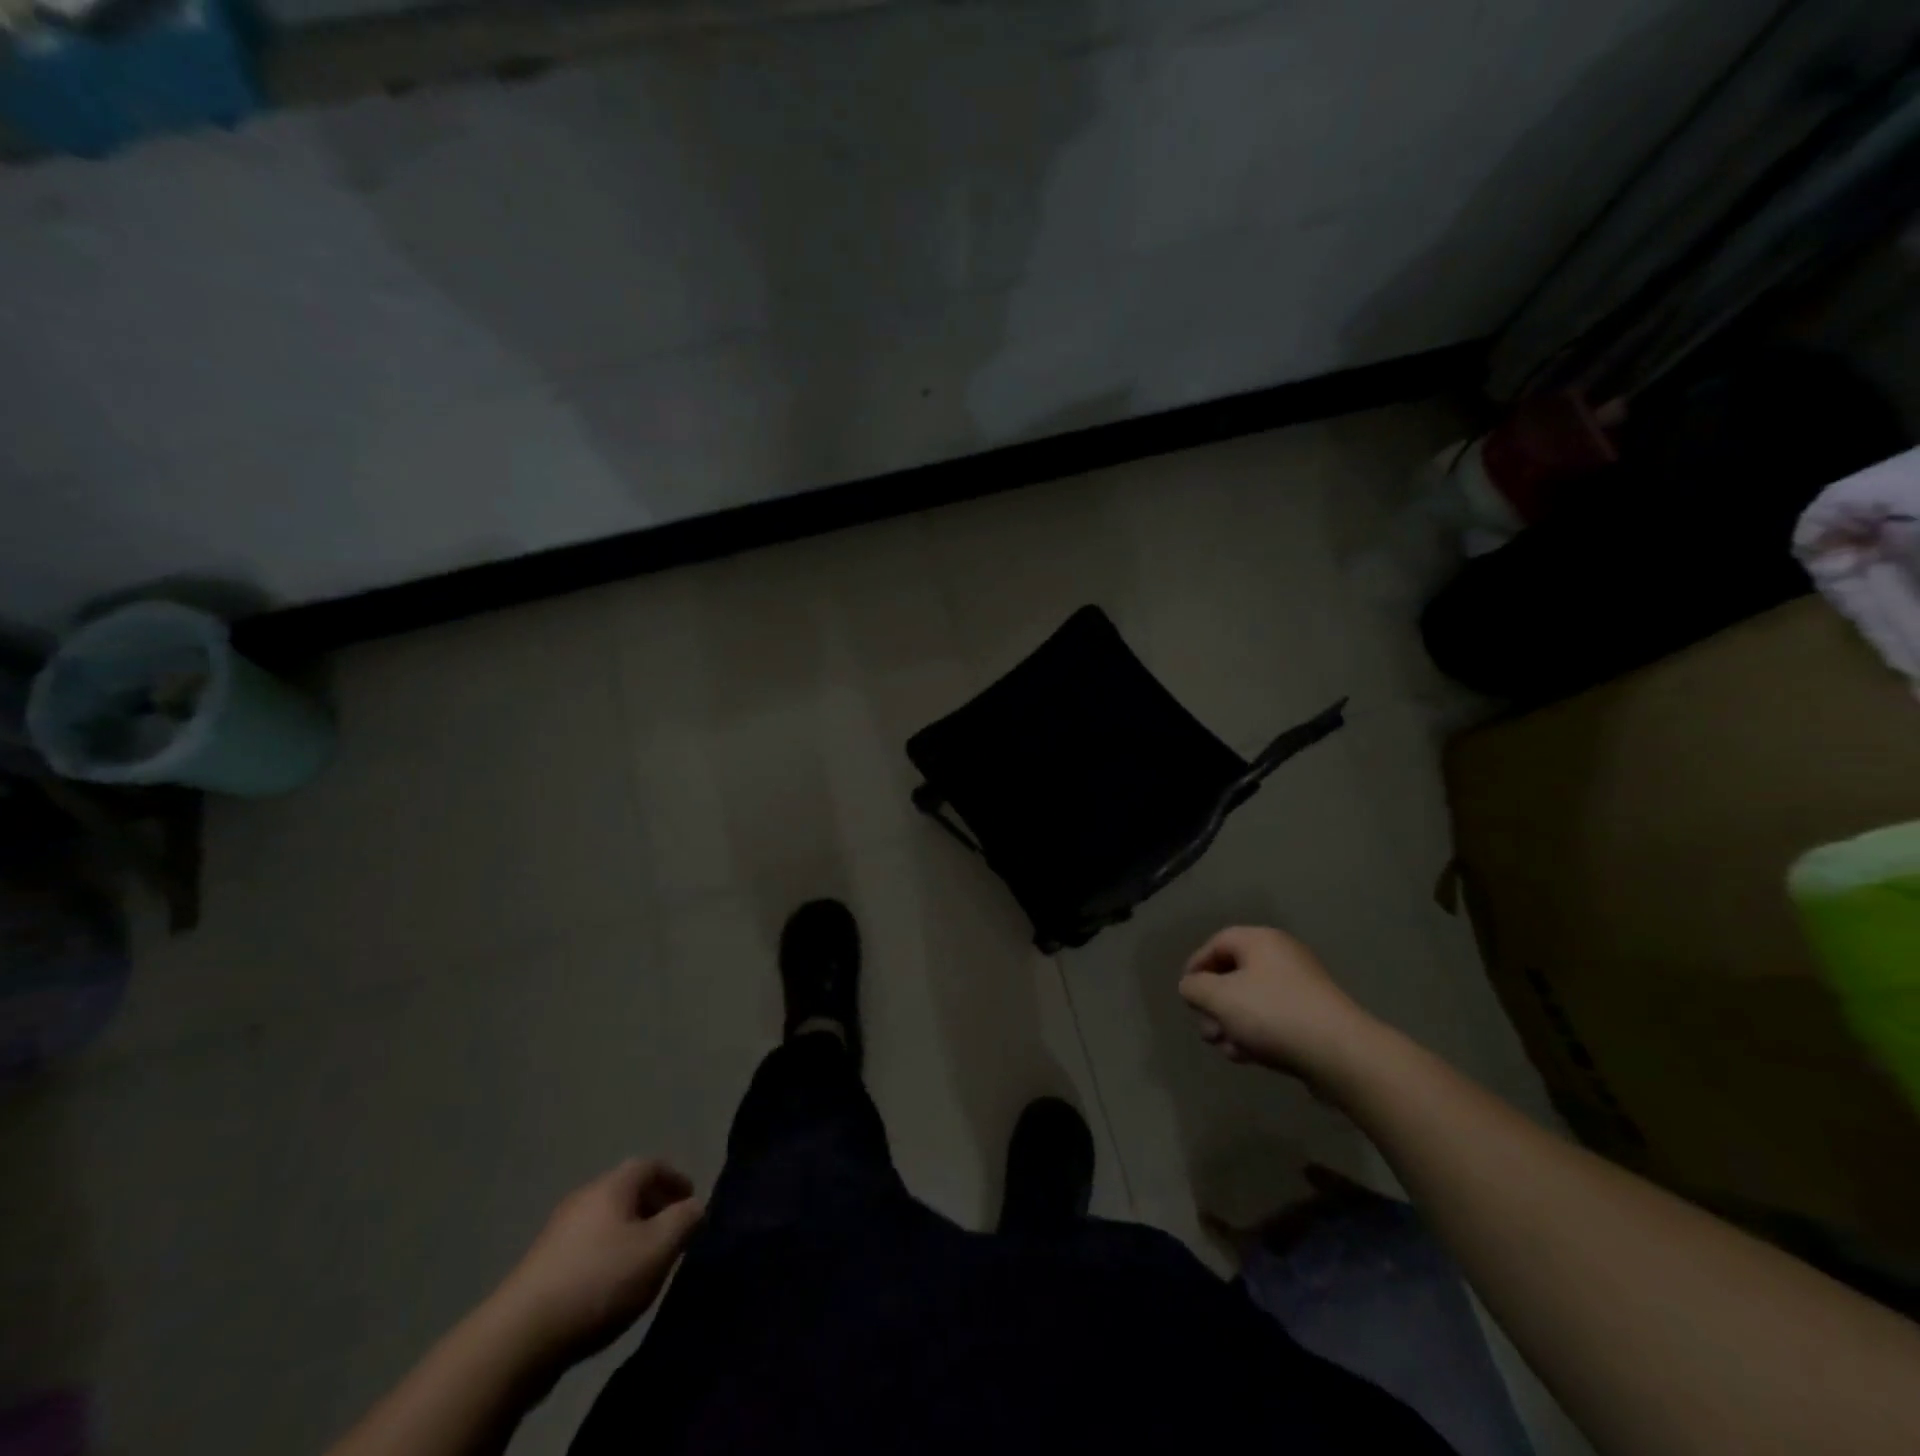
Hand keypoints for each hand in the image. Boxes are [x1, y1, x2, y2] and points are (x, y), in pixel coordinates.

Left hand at [490, 1159, 703, 1369]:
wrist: (517, 1339)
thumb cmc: (598, 1282)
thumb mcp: (657, 1250)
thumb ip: (684, 1221)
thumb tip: (695, 1206)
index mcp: (612, 1186)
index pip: (651, 1165)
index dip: (675, 1179)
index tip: (691, 1201)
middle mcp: (583, 1198)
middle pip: (626, 1191)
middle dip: (653, 1206)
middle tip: (672, 1232)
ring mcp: (557, 1233)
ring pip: (605, 1221)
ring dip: (629, 1234)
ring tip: (645, 1263)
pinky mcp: (540, 1268)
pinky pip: (586, 1248)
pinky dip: (607, 1255)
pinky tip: (610, 1287)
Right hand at [1178, 925, 1376, 1082]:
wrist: (1340, 1054)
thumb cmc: (1272, 1014)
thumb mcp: (1219, 997)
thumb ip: (1195, 987)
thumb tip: (1191, 986)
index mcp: (1261, 941)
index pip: (1217, 942)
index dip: (1196, 965)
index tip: (1186, 994)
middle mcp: (1282, 957)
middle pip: (1234, 975)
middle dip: (1214, 1005)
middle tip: (1206, 1030)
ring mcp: (1300, 988)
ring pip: (1251, 1002)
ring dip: (1232, 1025)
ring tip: (1227, 1049)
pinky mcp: (1313, 1018)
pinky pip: (1273, 1019)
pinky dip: (1256, 1034)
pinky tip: (1247, 1057)